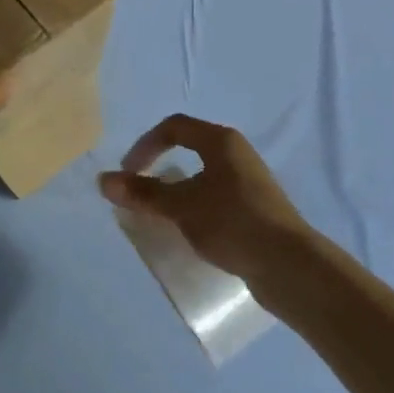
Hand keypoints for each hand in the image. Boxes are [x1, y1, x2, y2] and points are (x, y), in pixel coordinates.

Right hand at [100, 115, 311, 283]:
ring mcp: (248, 182)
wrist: (289, 265)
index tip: (128, 174)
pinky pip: (215, 198)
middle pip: (189, 149)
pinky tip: (189, 232)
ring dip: (176, 191)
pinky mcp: (255, 209)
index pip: (173, 127)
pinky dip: (194, 208)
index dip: (145, 146)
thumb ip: (143, 193)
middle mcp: (236, 154)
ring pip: (202, 177)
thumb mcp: (182, 206)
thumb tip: (103, 180)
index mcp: (221, 141)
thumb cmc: (232, 222)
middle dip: (159, 168)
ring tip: (160, 216)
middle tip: (140, 193)